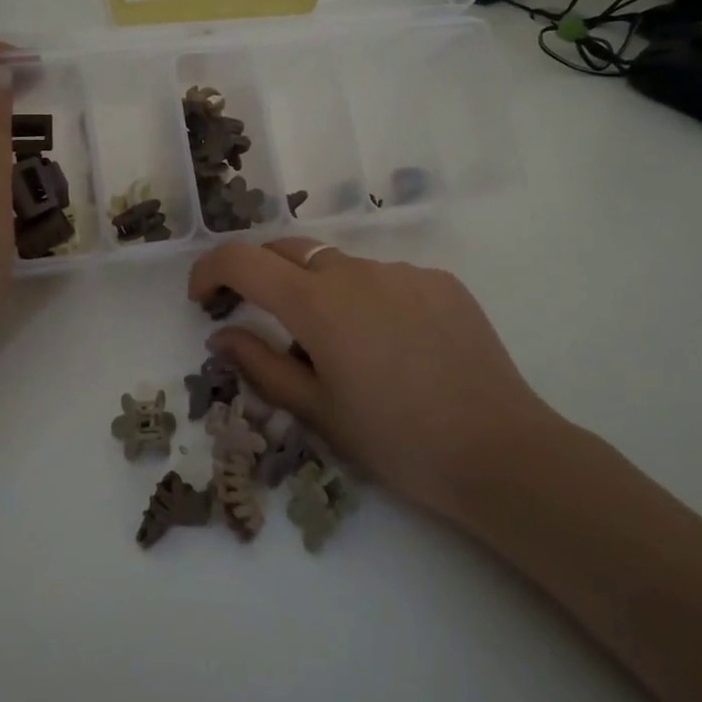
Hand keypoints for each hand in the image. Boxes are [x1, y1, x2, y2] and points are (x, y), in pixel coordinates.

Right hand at [188, 240, 570, 525]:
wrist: (499, 451)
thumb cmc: (396, 440)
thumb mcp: (317, 411)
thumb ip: (260, 365)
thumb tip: (221, 336)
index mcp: (317, 303)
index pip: (242, 260)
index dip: (210, 270)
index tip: (202, 298)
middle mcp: (356, 271)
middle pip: (289, 250)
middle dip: (261, 275)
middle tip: (260, 319)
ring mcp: (403, 271)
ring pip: (340, 267)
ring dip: (320, 292)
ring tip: (343, 348)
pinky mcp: (440, 281)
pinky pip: (386, 279)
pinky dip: (369, 300)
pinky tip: (393, 346)